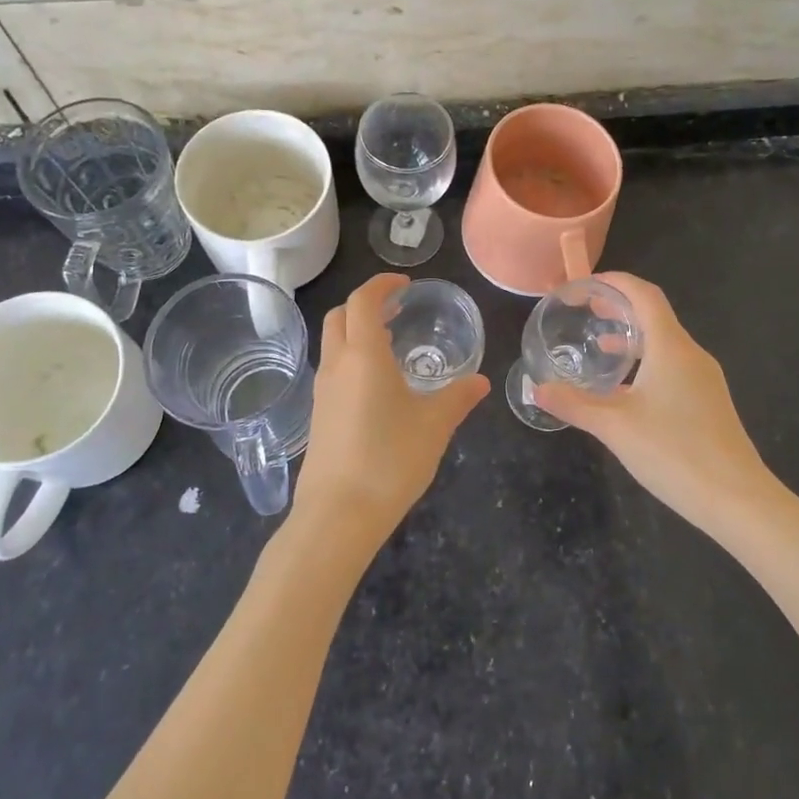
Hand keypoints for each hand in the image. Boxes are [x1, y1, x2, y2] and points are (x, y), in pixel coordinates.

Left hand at [292, 274, 489, 548]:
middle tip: (397, 310)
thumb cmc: (390, 459)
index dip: (382, 285)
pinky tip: (379, 386)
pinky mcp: (319, 415)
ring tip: (392, 345)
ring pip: (333, 343)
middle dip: (366, 304)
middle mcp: (337, 365)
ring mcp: (323, 391)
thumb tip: (480, 381)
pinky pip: (333, 370)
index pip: (363, 300)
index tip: (405, 285)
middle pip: (339, 316)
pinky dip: (353, 359)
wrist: (338, 514)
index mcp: (364, 355)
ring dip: (357, 332)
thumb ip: (458, 398)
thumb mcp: (434, 426)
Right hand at [534, 272, 779, 534]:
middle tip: (585, 309)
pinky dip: (646, 361)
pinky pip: (672, 366)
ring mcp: (704, 379)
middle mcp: (691, 354)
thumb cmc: (674, 452)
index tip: (586, 284)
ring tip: (600, 343)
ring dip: (632, 336)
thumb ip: (573, 404)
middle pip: (655, 315)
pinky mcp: (708, 402)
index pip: (645, 295)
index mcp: (671, 347)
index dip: (616, 282)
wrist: (737, 500)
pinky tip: (625, 389)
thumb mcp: (614, 427)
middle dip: (620, 307)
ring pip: (664, 343)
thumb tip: (535, 388)